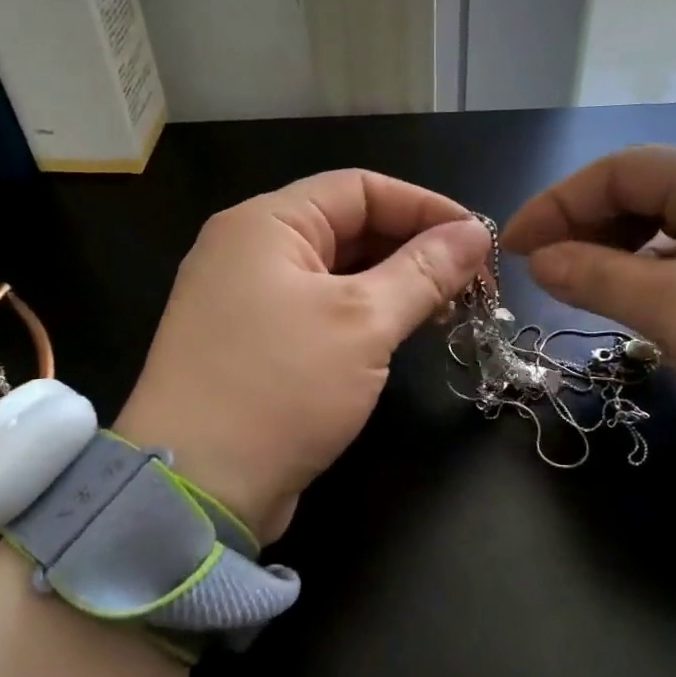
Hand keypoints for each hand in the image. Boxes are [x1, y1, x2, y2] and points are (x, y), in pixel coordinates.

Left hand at [115, 170, 491, 541]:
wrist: (196, 488)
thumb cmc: (280, 388)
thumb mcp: (362, 323)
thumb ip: (424, 271)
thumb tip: (476, 233)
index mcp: (266, 224)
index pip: (360, 188)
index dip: (425, 207)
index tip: (479, 240)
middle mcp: (251, 251)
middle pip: (349, 227)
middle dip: (414, 249)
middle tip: (472, 283)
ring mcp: (247, 300)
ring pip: (337, 273)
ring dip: (394, 285)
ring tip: (448, 310)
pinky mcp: (254, 344)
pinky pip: (320, 311)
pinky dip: (365, 316)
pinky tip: (403, 335)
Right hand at [500, 147, 675, 468]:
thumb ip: (597, 275)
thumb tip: (539, 259)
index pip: (622, 170)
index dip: (558, 203)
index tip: (514, 248)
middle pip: (644, 193)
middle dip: (584, 226)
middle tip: (542, 271)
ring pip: (667, 227)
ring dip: (615, 251)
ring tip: (579, 286)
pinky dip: (651, 272)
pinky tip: (633, 301)